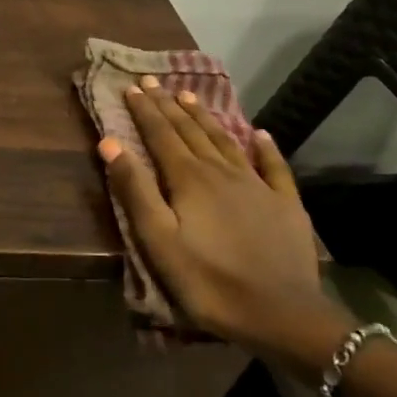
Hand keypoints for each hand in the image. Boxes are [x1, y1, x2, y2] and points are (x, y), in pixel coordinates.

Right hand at [98, 76, 349, 377]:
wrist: (282, 315)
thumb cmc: (208, 281)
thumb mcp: (159, 240)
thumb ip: (135, 189)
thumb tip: (110, 142)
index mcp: (189, 179)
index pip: (161, 135)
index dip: (145, 110)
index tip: (132, 87)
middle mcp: (222, 171)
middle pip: (191, 131)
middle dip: (169, 106)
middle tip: (154, 82)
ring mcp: (257, 185)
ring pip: (226, 141)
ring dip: (206, 118)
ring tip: (190, 97)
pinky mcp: (285, 204)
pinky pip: (273, 166)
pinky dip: (265, 147)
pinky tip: (261, 134)